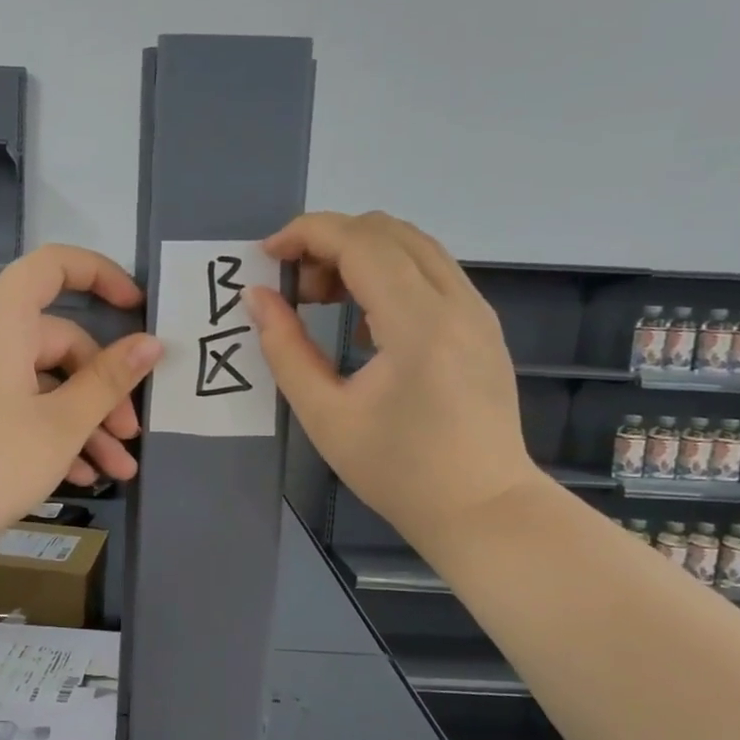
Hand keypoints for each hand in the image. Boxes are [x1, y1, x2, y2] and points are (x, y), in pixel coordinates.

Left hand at [0, 244, 162, 547]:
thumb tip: (151, 343)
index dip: (100, 274)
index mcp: (1, 321)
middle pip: (58, 341)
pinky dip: (50, 432)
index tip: (136, 307)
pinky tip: (81, 477)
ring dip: (84, 422)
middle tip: (132, 435)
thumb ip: (110, 380)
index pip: (52, 265)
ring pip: (42, 382)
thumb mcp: (63, 424)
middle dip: (102, 389)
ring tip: (118, 470)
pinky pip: (17, 404)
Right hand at [245, 211, 540, 540]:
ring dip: (360, 254)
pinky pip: (431, 271)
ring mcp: (477, 310)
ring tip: (323, 300)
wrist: (482, 509)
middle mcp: (456, 301)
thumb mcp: (326, 416)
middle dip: (330, 242)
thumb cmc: (398, 472)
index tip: (266, 256)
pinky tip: (364, 321)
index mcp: (418, 323)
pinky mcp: (482, 324)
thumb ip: (285, 349)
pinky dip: (388, 273)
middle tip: (294, 288)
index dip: (307, 234)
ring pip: (413, 245)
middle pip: (388, 231)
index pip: (361, 242)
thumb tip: (256, 298)